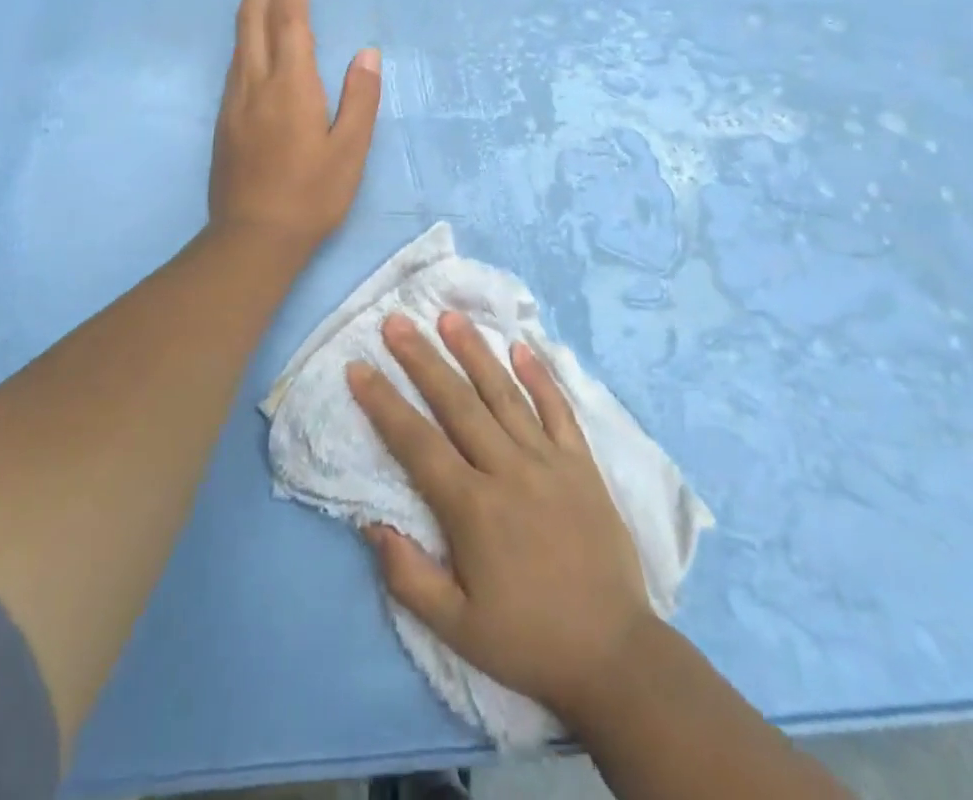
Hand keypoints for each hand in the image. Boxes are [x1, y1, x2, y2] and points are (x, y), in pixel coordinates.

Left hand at [209, 0, 380, 256]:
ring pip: (238, 41)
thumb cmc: (310, 196)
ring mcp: (233, 102)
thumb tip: (366, 53)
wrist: (252, 238)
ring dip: (252, 10)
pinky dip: (247, 38)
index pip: (290, 21)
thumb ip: (359, 98)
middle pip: (252, 20)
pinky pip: (235, 63)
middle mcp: (254, 84)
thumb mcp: (350, 151)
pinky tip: (257, 47)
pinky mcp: (223, 120)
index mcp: (290, 86)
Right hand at [348, 311, 656, 721]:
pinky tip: (522, 347)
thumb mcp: (456, 629)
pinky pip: (558, 410)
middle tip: (396, 321)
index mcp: (473, 508)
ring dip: (475, 352)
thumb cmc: (528, 641)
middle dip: (422, 359)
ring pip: (504, 394)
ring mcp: (549, 461)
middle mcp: (508, 470)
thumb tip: (371, 523)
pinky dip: (540, 377)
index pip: (417, 442)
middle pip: (457, 403)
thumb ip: (408, 576)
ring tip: (450, 317)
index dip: (384, 403)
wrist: (615, 655)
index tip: (358, 368)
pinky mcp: (582, 464)